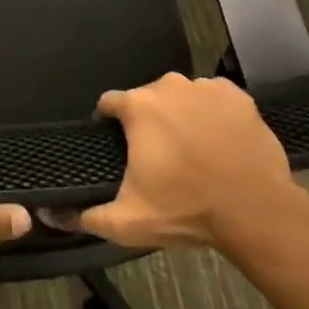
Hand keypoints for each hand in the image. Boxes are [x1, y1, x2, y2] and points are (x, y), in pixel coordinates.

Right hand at [49, 72, 308, 256]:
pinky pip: (213, 98)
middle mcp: (169, 86)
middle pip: (147, 98)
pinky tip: (218, 139)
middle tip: (158, 156)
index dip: (108, 124)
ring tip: (191, 149)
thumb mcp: (128, 221)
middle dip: (147, 121)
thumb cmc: (187, 210)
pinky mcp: (237, 96)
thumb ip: (86, 215)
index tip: (117, 148)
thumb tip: (51, 214)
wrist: (256, 212)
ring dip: (180, 115)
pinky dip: (212, 113)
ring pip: (181, 96)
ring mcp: (206, 88)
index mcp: (138, 107)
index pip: (109, 103)